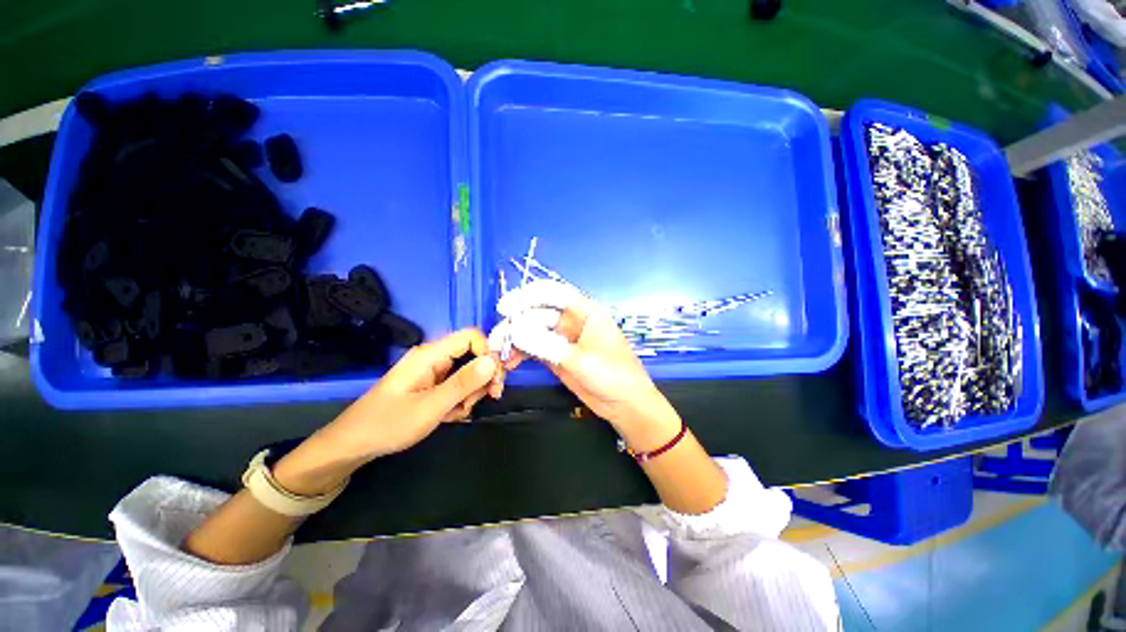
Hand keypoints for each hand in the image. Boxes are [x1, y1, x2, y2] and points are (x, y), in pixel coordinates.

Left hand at [329, 328, 499, 458]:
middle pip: (474, 355)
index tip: (496, 378)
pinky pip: (458, 385)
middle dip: (484, 376)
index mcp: (431, 355)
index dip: (489, 352)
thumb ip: (464, 383)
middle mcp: (434, 358)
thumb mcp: (430, 406)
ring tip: (458, 412)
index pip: (472, 337)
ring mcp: (433, 371)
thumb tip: (493, 361)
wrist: (353, 445)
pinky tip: (450, 415)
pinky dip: (460, 400)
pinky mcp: (432, 384)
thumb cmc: (389, 424)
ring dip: (472, 392)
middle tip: (490, 397)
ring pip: (468, 372)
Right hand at [490, 281, 681, 451]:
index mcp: (586, 311)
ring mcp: (563, 339)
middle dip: (516, 322)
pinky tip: (509, 362)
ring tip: (499, 352)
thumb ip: (548, 345)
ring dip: (515, 339)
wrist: (625, 406)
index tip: (506, 307)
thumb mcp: (582, 360)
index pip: (554, 292)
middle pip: (538, 312)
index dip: (528, 295)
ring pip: (532, 330)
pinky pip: (534, 348)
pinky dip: (520, 353)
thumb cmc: (615, 376)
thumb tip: (516, 331)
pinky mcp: (556, 356)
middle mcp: (572, 320)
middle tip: (498, 338)